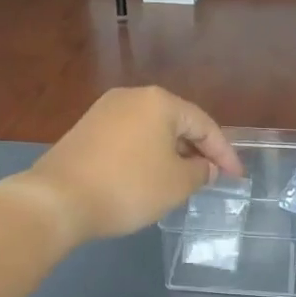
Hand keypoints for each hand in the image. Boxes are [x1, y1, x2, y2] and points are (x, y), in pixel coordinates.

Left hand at [10, 88, 242, 245]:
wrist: (58, 199)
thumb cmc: (128, 187)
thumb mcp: (176, 184)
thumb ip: (200, 172)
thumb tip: (204, 166)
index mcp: (160, 102)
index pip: (205, 125)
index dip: (225, 153)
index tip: (237, 178)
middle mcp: (132, 97)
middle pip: (177, 122)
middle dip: (197, 150)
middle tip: (213, 177)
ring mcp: (104, 111)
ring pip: (151, 130)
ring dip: (172, 153)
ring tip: (184, 179)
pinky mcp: (86, 129)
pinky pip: (129, 138)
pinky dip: (146, 155)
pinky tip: (149, 176)